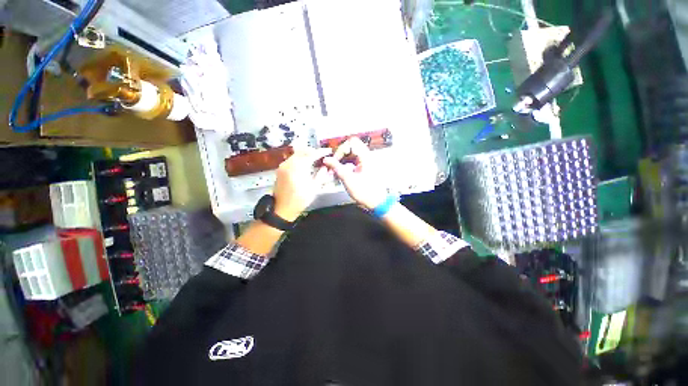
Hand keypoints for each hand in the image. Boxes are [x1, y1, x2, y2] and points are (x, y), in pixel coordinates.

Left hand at [273, 148, 332, 221]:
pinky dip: (300, 158)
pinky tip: (306, 163)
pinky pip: (292, 159)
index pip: (311, 154)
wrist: (282, 209)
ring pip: (296, 154)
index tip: (329, 151)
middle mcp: (289, 163)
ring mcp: (283, 166)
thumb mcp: (314, 188)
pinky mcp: (280, 170)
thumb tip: (326, 166)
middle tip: (322, 154)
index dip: (321, 152)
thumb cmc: (300, 200)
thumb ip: (321, 175)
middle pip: (302, 151)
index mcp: (298, 167)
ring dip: (306, 154)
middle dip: (313, 151)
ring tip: (316, 158)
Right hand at [322, 138, 387, 209]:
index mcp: (365, 156)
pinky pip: (352, 162)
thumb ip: (336, 167)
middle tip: (332, 165)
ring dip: (341, 161)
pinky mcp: (364, 168)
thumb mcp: (348, 179)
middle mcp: (366, 156)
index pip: (351, 142)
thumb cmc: (364, 191)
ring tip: (334, 171)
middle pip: (350, 148)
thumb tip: (326, 159)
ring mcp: (366, 162)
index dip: (341, 149)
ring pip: (350, 155)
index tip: (335, 161)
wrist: (377, 202)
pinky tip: (340, 174)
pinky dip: (345, 165)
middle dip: (339, 155)